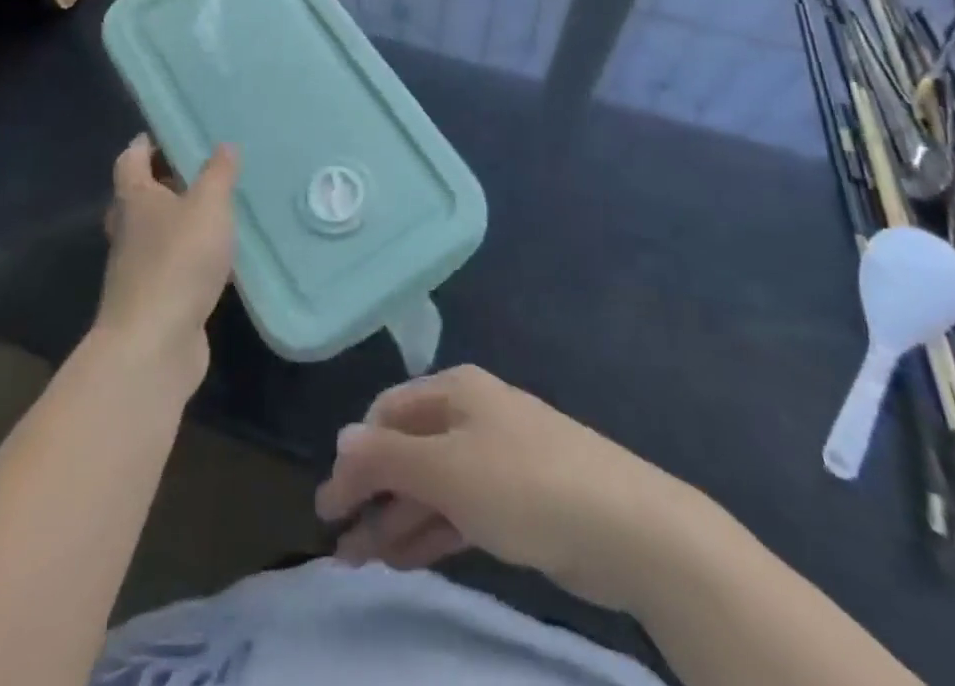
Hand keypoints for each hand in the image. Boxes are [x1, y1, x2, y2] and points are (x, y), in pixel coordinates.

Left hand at [93, 136, 236, 382]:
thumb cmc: (178, 260)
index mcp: (134, 199)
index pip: (130, 160)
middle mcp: (129, 230)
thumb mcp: (208, 207)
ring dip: (178, 221)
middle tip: (197, 170)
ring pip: (155, 233)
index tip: (165, 133)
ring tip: (214, 210)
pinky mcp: (154, 298)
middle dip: (163, 182)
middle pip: (138, 197)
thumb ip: (218, 174)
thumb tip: (224, 145)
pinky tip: (217, 259)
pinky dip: (190, 256)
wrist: (154, 344)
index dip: (144, 144)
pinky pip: (172, 265)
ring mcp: (137, 268)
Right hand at [315, 365, 684, 614]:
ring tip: (359, 563)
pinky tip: (402, 560)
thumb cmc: (523, 483)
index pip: (387, 413)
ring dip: (395, 519)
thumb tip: (340, 440)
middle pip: (408, 448)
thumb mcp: (446, 469)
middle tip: (339, 543)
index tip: (329, 507)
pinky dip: (428, 531)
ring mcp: (495, 459)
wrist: (625, 527)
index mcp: (455, 391)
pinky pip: (457, 511)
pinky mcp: (515, 502)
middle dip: (372, 491)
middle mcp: (471, 416)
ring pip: (431, 485)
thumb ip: (388, 456)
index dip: (355, 456)